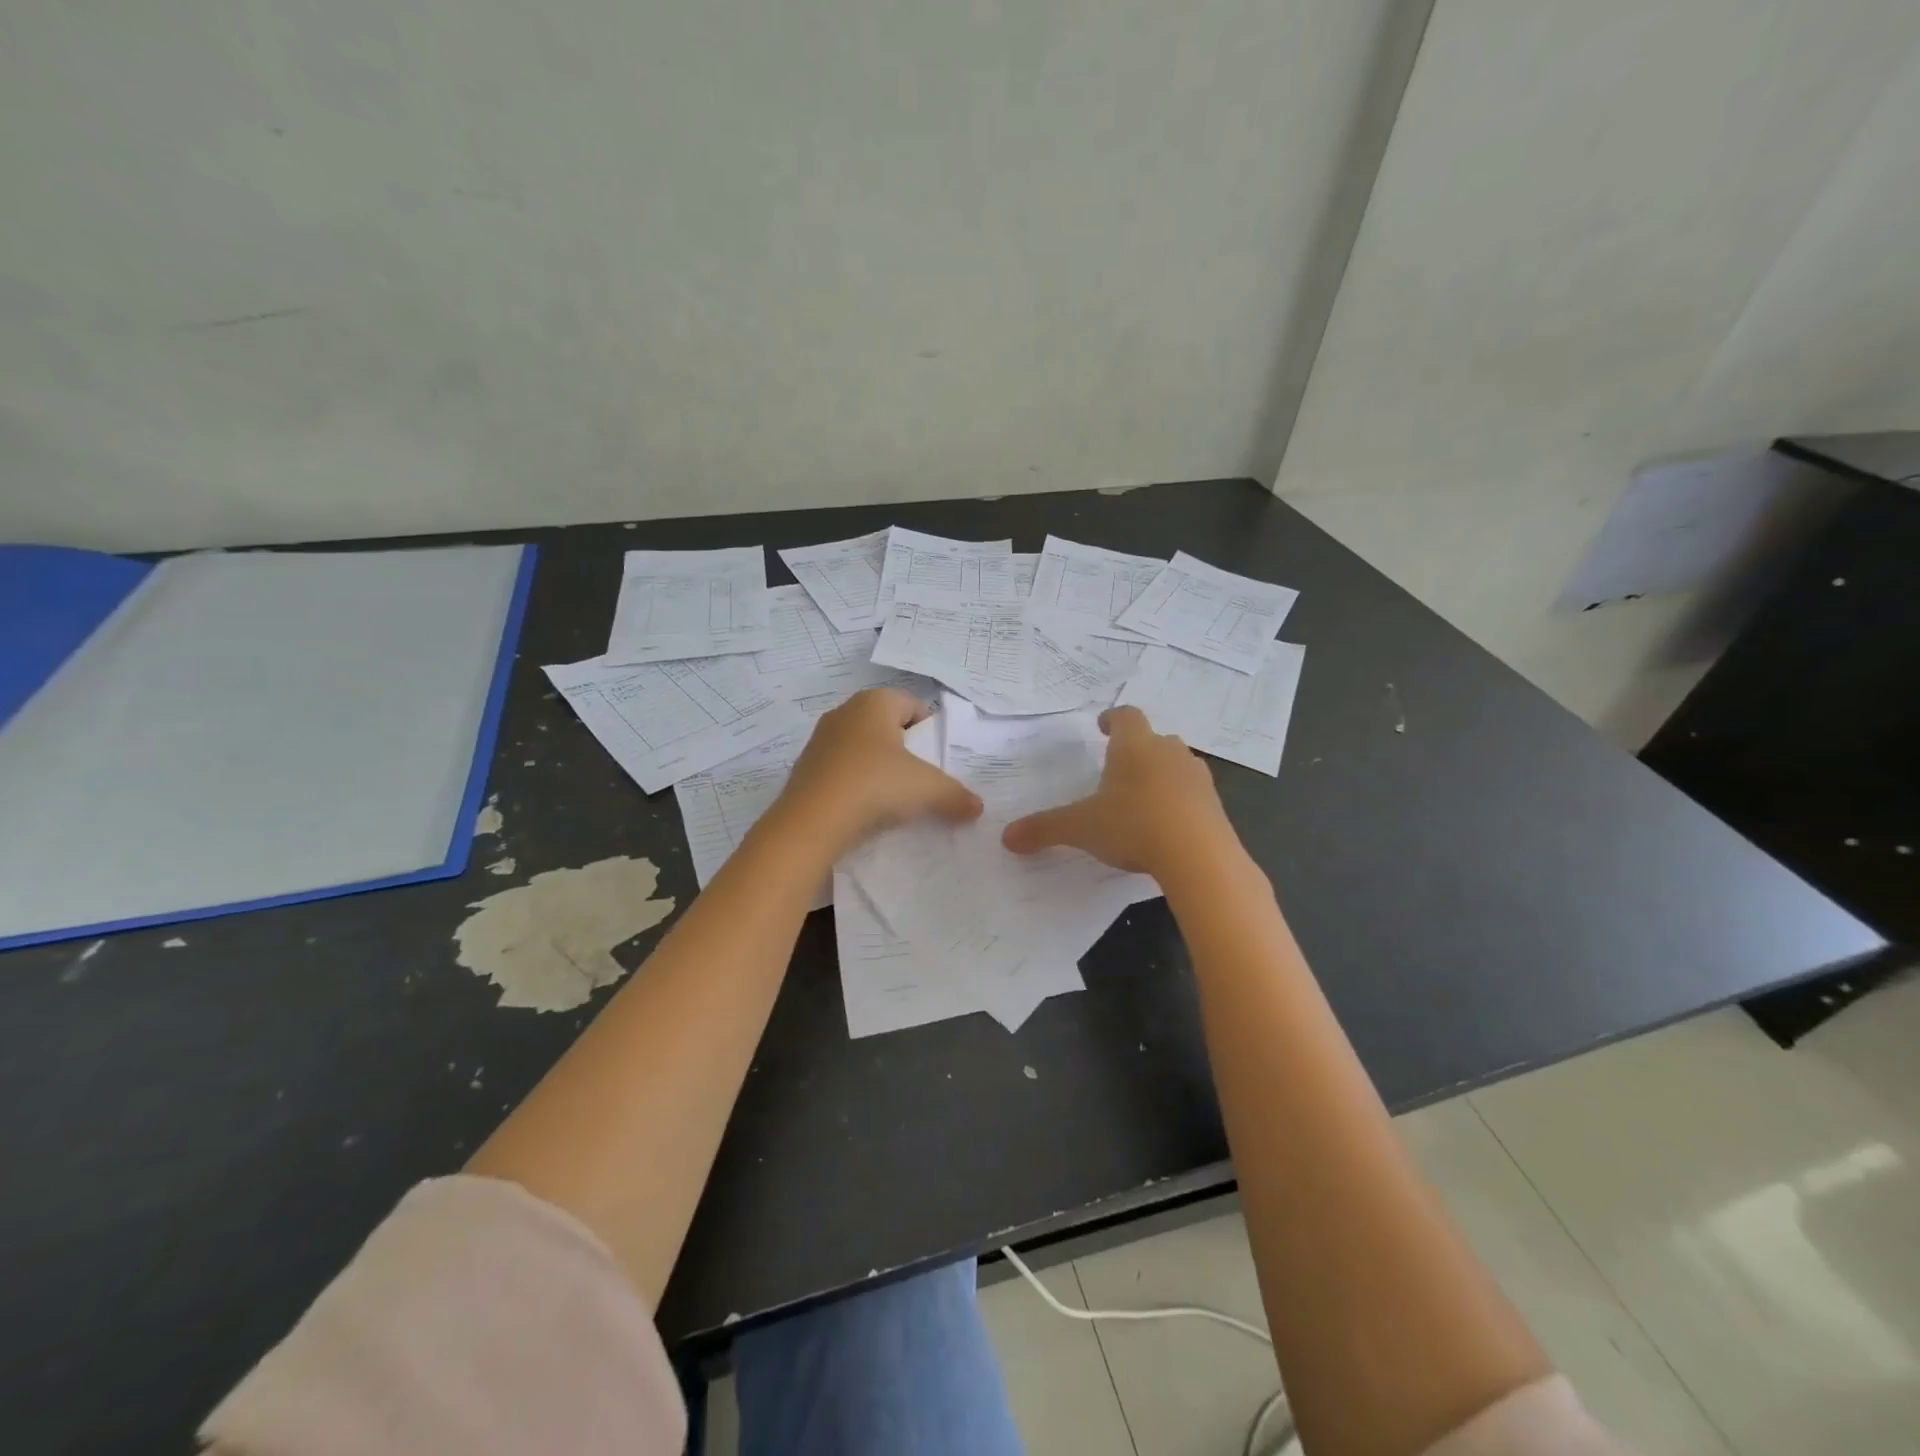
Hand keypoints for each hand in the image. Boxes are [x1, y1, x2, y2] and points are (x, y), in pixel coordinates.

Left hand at [775, 687, 982, 854]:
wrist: (812, 822)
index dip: (929, 730)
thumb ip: (956, 795)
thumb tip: (977, 807)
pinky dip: (855, 785)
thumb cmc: (875, 785)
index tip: (935, 760)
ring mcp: (820, 740)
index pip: (912, 704)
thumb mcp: (927, 789)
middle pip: (886, 726)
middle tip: (919, 779)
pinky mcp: (805, 768)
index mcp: (874, 702)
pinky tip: (864, 810)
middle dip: (904, 750)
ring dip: (878, 768)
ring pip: (861, 748)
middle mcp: (844, 712)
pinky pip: (841, 770)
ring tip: (892, 799)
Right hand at [1001, 706, 1236, 876]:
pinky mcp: (1215, 805)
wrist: (1199, 856)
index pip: (1125, 716)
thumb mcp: (1081, 828)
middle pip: (1153, 739)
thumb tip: (1007, 837)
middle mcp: (1168, 752)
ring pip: (1176, 765)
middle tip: (1118, 768)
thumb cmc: (1133, 825)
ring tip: (1141, 798)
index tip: (1103, 726)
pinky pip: (1192, 794)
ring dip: (1160, 775)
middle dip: (1136, 750)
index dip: (1112, 719)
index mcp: (1134, 745)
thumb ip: (1045, 829)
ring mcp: (1196, 777)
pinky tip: (1165, 826)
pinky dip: (1178, 802)